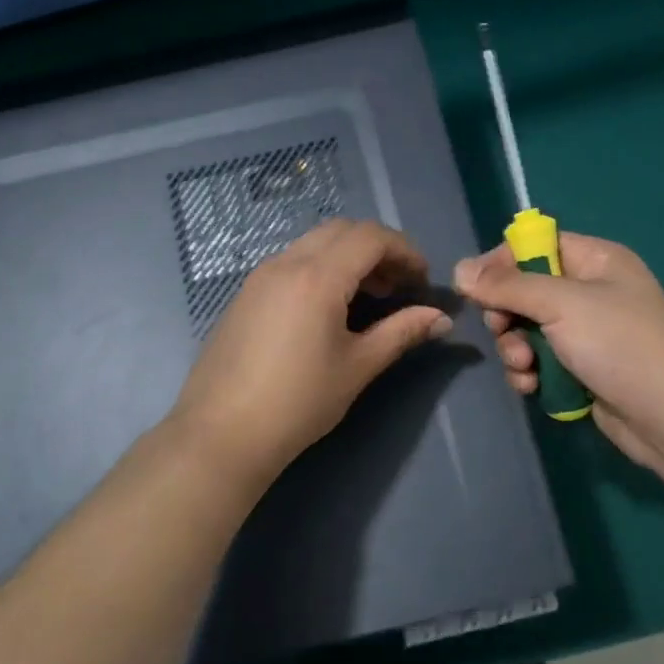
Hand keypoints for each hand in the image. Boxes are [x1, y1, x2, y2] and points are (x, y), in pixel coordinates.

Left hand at [170, 219, 452, 481]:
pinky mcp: (245, 294)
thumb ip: (401, 333)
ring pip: (313, 243)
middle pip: (341, 230)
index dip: (405, 250)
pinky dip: (320, 268)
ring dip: (347, 257)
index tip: (422, 280)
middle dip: (377, 249)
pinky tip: (328, 309)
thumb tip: (442, 318)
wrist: (221, 433)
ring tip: (367, 299)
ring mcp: (260, 276)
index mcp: (317, 276)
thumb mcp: (357, 367)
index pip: (370, 236)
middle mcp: (286, 263)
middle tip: (397, 287)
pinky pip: (291, 262)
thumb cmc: (298, 402)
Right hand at [453, 232, 663, 471]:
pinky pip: (540, 362)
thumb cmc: (620, 344)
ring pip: (527, 330)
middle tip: (503, 330)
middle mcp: (591, 292)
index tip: (474, 287)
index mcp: (596, 261)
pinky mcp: (582, 370)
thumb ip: (507, 286)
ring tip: (524, 367)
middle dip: (506, 315)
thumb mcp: (561, 304)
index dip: (502, 263)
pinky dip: (529, 373)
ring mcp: (587, 334)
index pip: (536, 246)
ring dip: (515, 349)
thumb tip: (459, 268)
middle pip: (525, 291)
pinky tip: (531, 387)